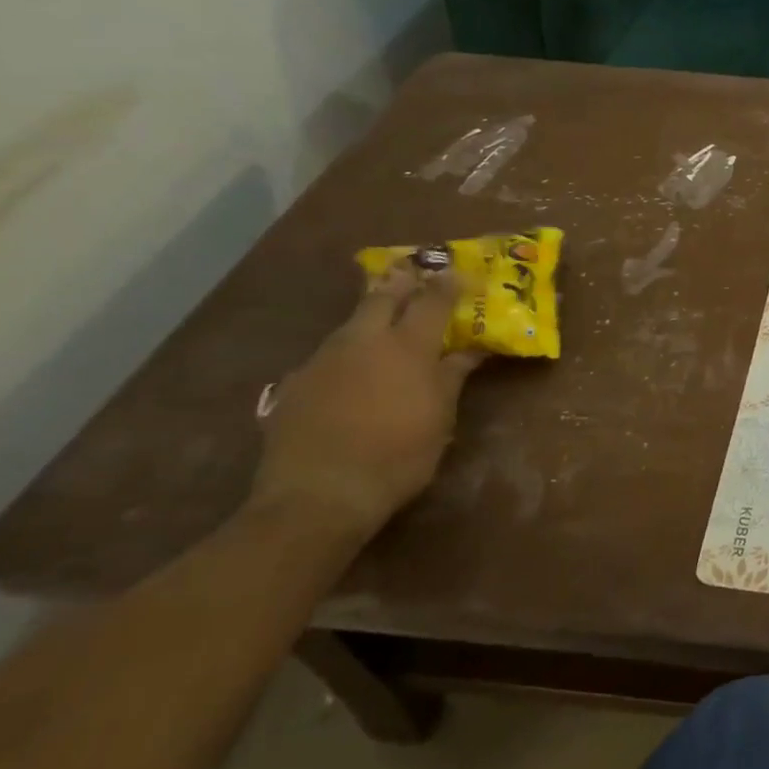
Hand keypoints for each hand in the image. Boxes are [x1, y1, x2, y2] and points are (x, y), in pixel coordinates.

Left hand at [254, 265, 484, 540]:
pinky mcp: (295, 385)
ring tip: (383, 323)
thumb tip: (472, 350)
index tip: (461, 273)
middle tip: (414, 273)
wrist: (318, 495)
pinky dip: (346, 353)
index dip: (449, 284)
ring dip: (370, 316)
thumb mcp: (440, 417)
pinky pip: (327, 356)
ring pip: (351, 324)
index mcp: (407, 346)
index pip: (433, 300)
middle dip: (401, 282)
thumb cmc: (398, 455)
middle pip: (383, 296)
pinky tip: (349, 373)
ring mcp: (323, 360)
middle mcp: (364, 341)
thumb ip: (453, 376)